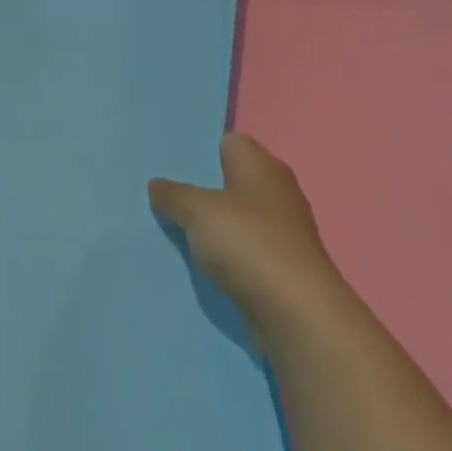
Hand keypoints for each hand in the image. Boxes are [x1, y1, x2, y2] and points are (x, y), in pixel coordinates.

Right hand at [149, 133, 345, 325]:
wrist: (294, 309)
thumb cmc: (248, 244)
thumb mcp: (198, 211)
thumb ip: (174, 194)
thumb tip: (157, 184)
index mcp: (262, 167)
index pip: (231, 141)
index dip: (202, 148)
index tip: (171, 160)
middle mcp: (275, 191)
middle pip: (231, 178)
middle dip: (200, 185)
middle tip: (162, 192)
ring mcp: (279, 228)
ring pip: (234, 214)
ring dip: (209, 220)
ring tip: (171, 223)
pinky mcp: (277, 261)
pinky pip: (240, 244)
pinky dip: (221, 248)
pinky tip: (196, 255)